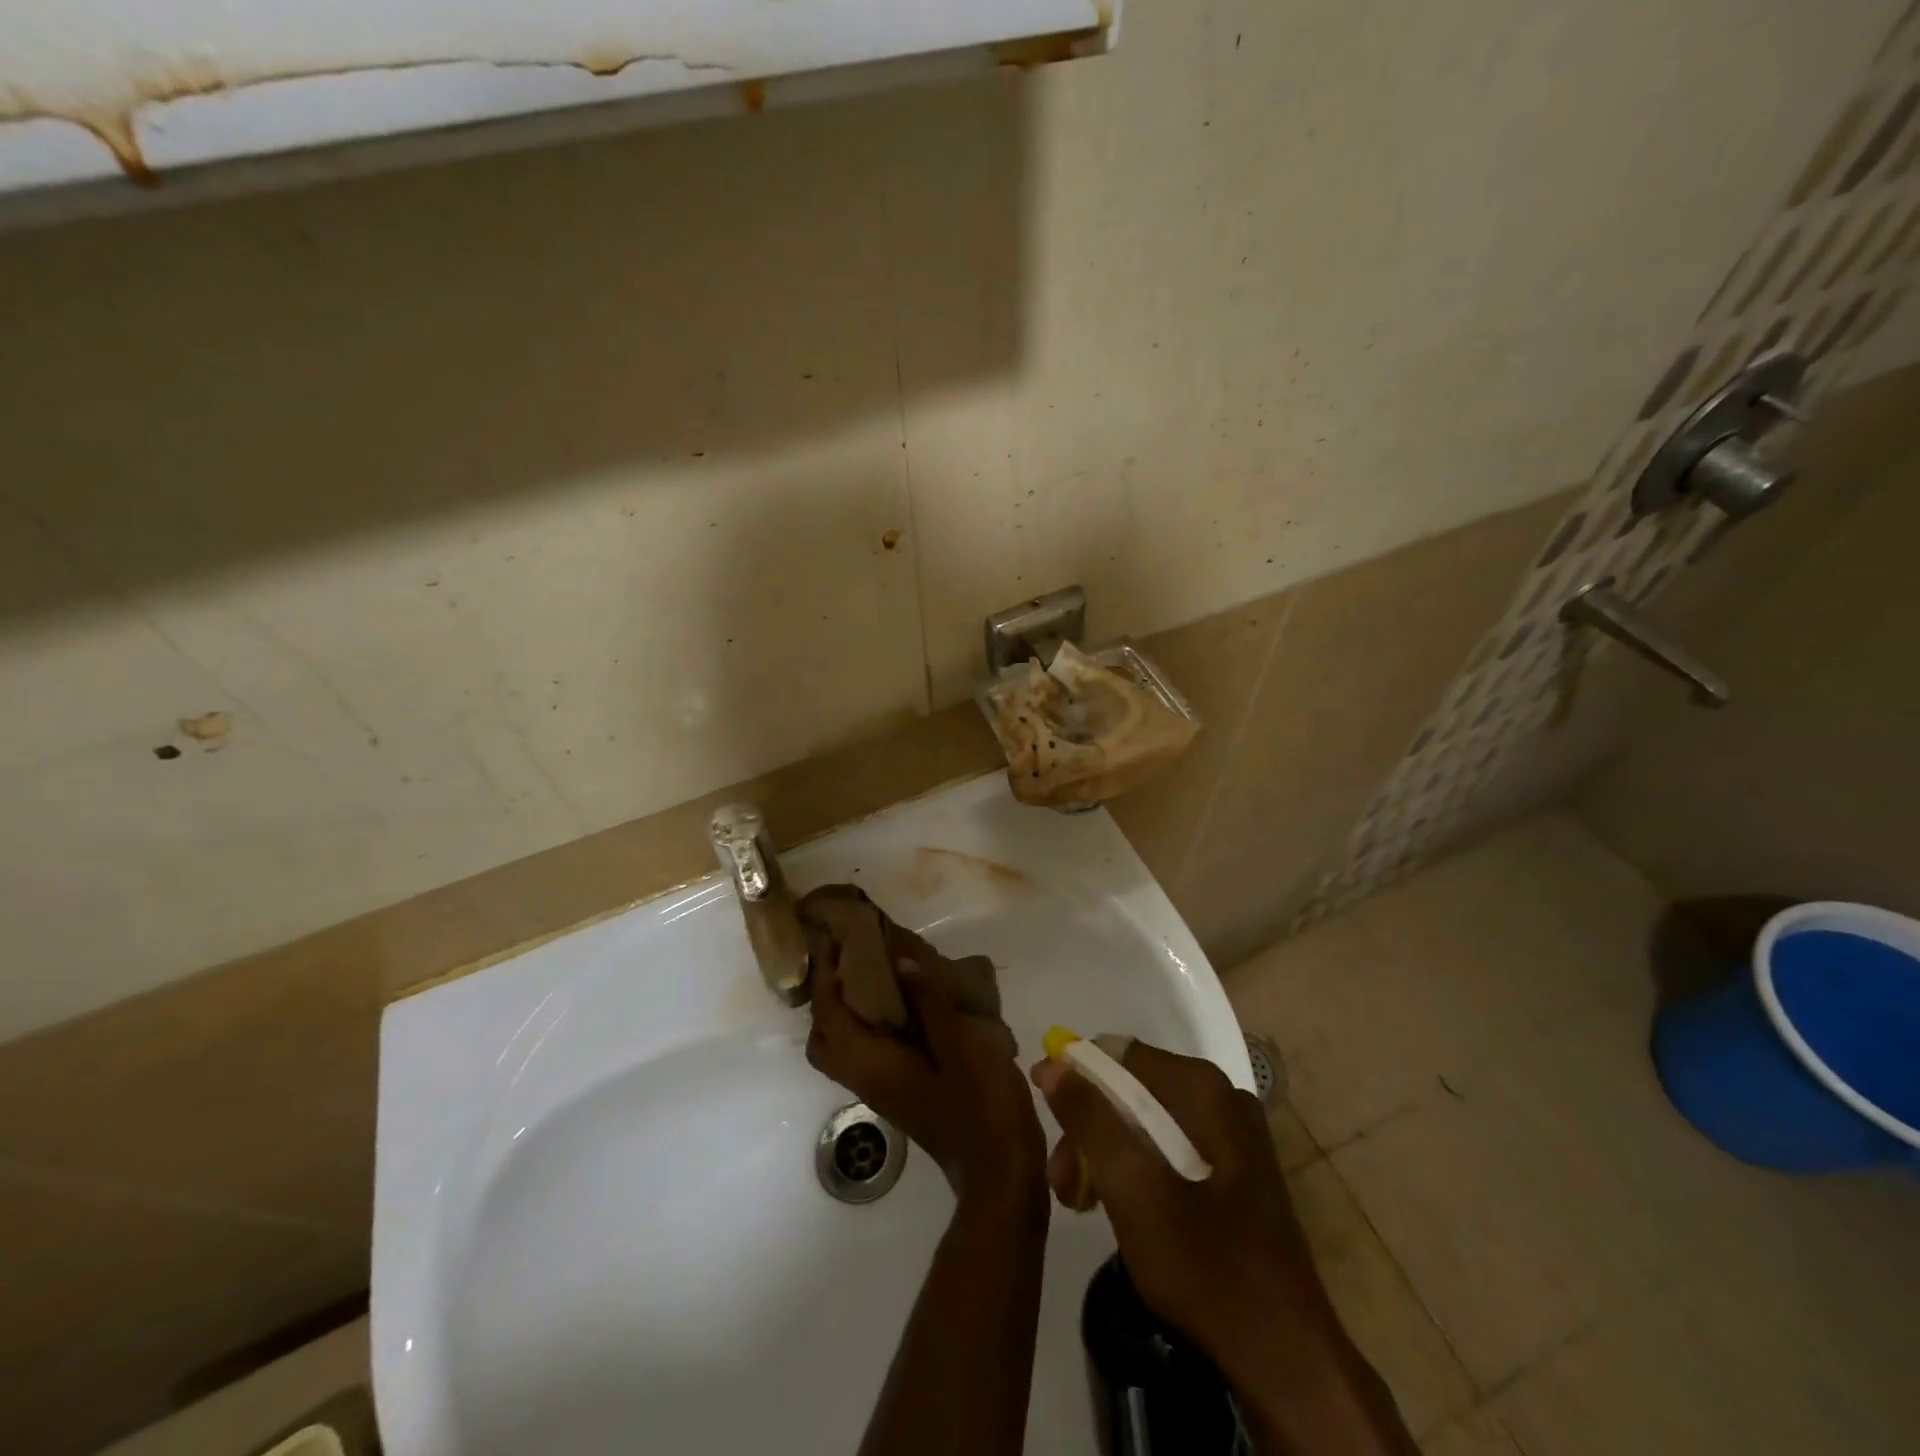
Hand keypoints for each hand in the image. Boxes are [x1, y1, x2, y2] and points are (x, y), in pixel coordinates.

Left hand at [807, 951, 1045, 1206]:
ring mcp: (883, 1091)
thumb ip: (930, 1002)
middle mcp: (867, 1079)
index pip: (830, 1016)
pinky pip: (867, 1054)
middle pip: (824, 1038)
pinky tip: (904, 1005)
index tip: (837, 939)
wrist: (1001, 1173)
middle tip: (851, 961)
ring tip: (875, 975)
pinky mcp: (900, 1094)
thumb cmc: (982, 1105)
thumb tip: (899, 960)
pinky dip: (869, 1026)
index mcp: (874, 1065)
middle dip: (828, 997)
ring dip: (847, 1012)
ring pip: (844, 1048)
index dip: (826, 976)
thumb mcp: (962, 1044)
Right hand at [1030, 1041, 1337, 1372]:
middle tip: (1060, 1182)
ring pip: (1149, 1118)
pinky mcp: (1237, 1167)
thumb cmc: (1204, 1266)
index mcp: (1202, 1087)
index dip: (1074, 1080)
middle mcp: (1221, 1094)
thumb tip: (1052, 1062)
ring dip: (1108, 1150)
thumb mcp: (1132, 1190)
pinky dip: (1138, 1165)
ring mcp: (1234, 1131)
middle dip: (1090, 1127)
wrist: (1285, 1356)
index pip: (1117, 1054)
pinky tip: (1118, 1204)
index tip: (1047, 1122)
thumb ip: (1090, 1120)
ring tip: (1079, 1199)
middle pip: (1132, 1088)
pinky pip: (1171, 1144)